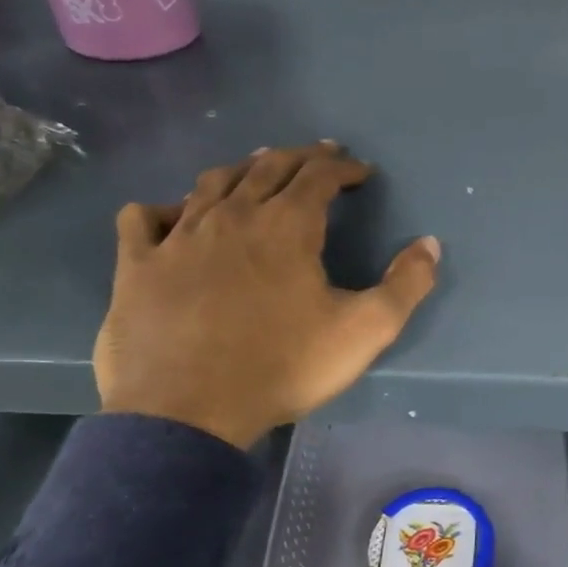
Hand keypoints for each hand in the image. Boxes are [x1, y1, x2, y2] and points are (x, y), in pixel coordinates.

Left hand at [94, 144, 440, 449]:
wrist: (188, 411)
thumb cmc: (284, 367)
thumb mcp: (365, 331)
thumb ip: (405, 285)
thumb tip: (430, 244)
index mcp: (287, 226)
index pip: (319, 175)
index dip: (344, 167)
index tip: (362, 172)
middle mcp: (232, 216)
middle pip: (267, 167)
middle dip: (300, 157)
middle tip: (320, 155)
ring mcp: (178, 237)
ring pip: (211, 183)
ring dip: (241, 170)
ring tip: (258, 170)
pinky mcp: (137, 265)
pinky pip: (144, 218)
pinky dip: (165, 209)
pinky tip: (174, 216)